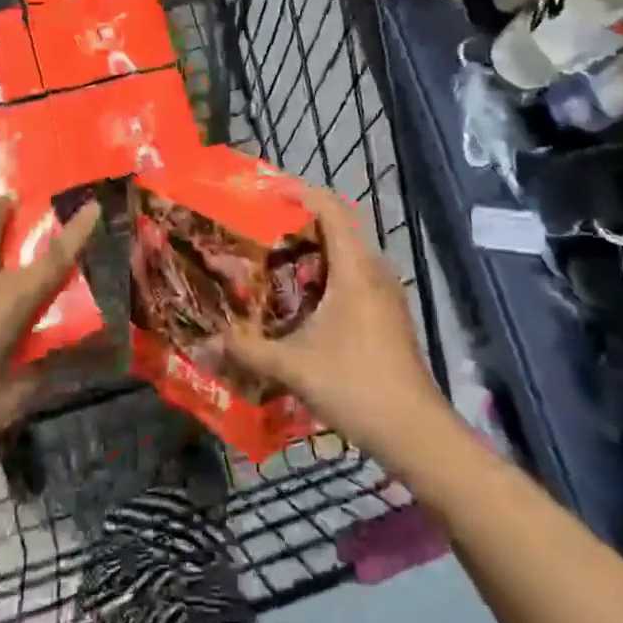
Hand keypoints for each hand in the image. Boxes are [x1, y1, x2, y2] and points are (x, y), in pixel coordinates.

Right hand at [222, 186, 447, 458]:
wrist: (415, 431)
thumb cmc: (356, 385)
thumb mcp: (294, 367)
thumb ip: (248, 350)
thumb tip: (207, 340)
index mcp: (355, 269)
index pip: (330, 209)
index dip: (299, 192)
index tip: (265, 191)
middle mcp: (374, 271)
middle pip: (337, 228)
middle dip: (298, 224)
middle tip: (258, 230)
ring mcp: (385, 294)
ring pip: (346, 255)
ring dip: (312, 252)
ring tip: (272, 263)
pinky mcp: (388, 315)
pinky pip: (354, 277)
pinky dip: (326, 276)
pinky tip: (301, 302)